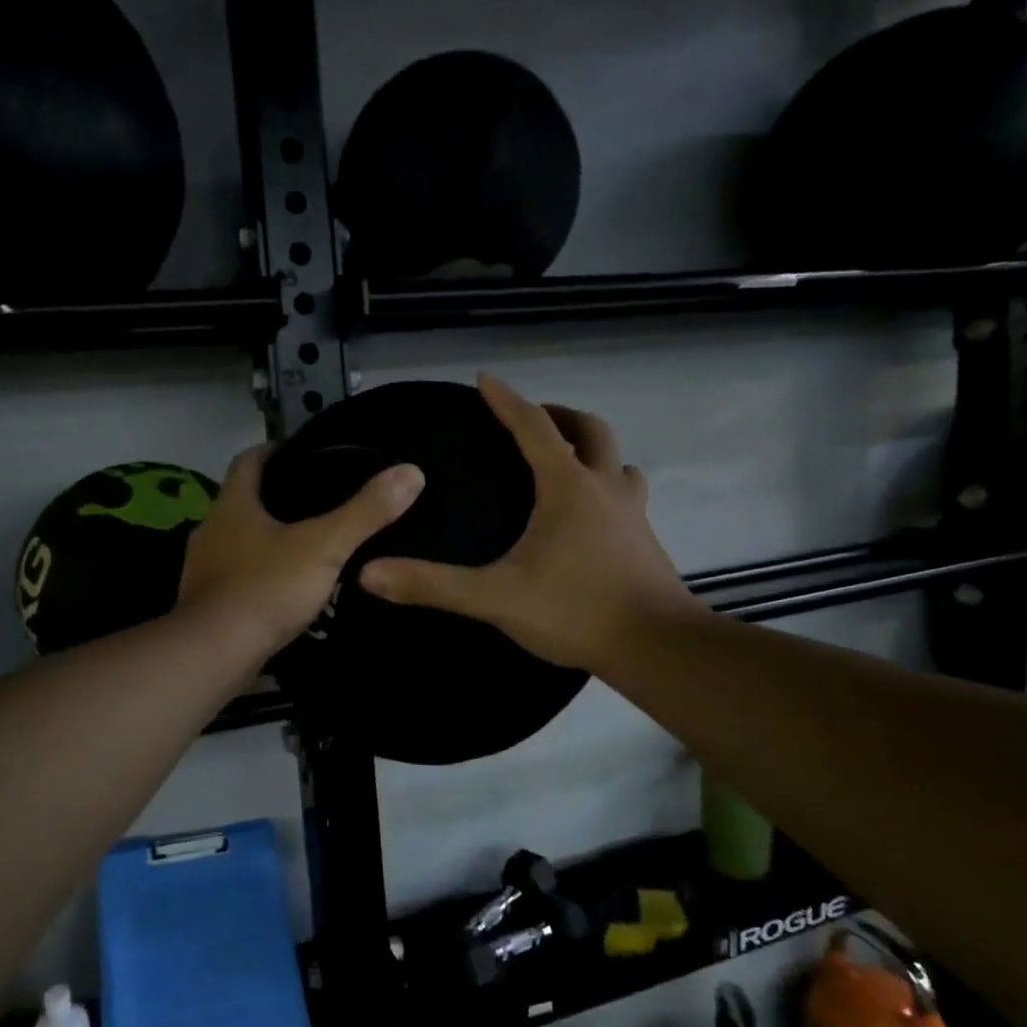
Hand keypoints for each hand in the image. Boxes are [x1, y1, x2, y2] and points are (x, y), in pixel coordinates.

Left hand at [179, 444, 423, 662]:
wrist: (215, 653)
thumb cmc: (267, 588)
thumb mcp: (324, 546)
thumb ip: (366, 512)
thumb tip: (411, 472)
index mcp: (232, 505)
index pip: (249, 461)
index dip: (275, 451)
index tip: (304, 453)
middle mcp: (210, 529)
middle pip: (242, 500)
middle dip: (275, 497)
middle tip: (318, 500)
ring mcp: (203, 568)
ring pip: (238, 540)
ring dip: (266, 538)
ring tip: (307, 543)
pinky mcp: (205, 601)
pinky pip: (235, 575)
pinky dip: (258, 573)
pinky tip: (284, 587)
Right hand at [360, 372, 700, 671]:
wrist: (657, 647)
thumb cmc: (575, 610)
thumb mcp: (495, 598)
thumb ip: (433, 585)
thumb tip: (369, 573)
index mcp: (567, 488)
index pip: (534, 428)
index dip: (507, 401)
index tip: (486, 379)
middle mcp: (604, 489)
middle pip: (590, 431)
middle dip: (559, 416)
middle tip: (532, 420)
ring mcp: (632, 514)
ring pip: (618, 463)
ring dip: (593, 451)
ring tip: (567, 463)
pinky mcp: (646, 542)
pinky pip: (627, 496)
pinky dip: (607, 488)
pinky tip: (590, 518)